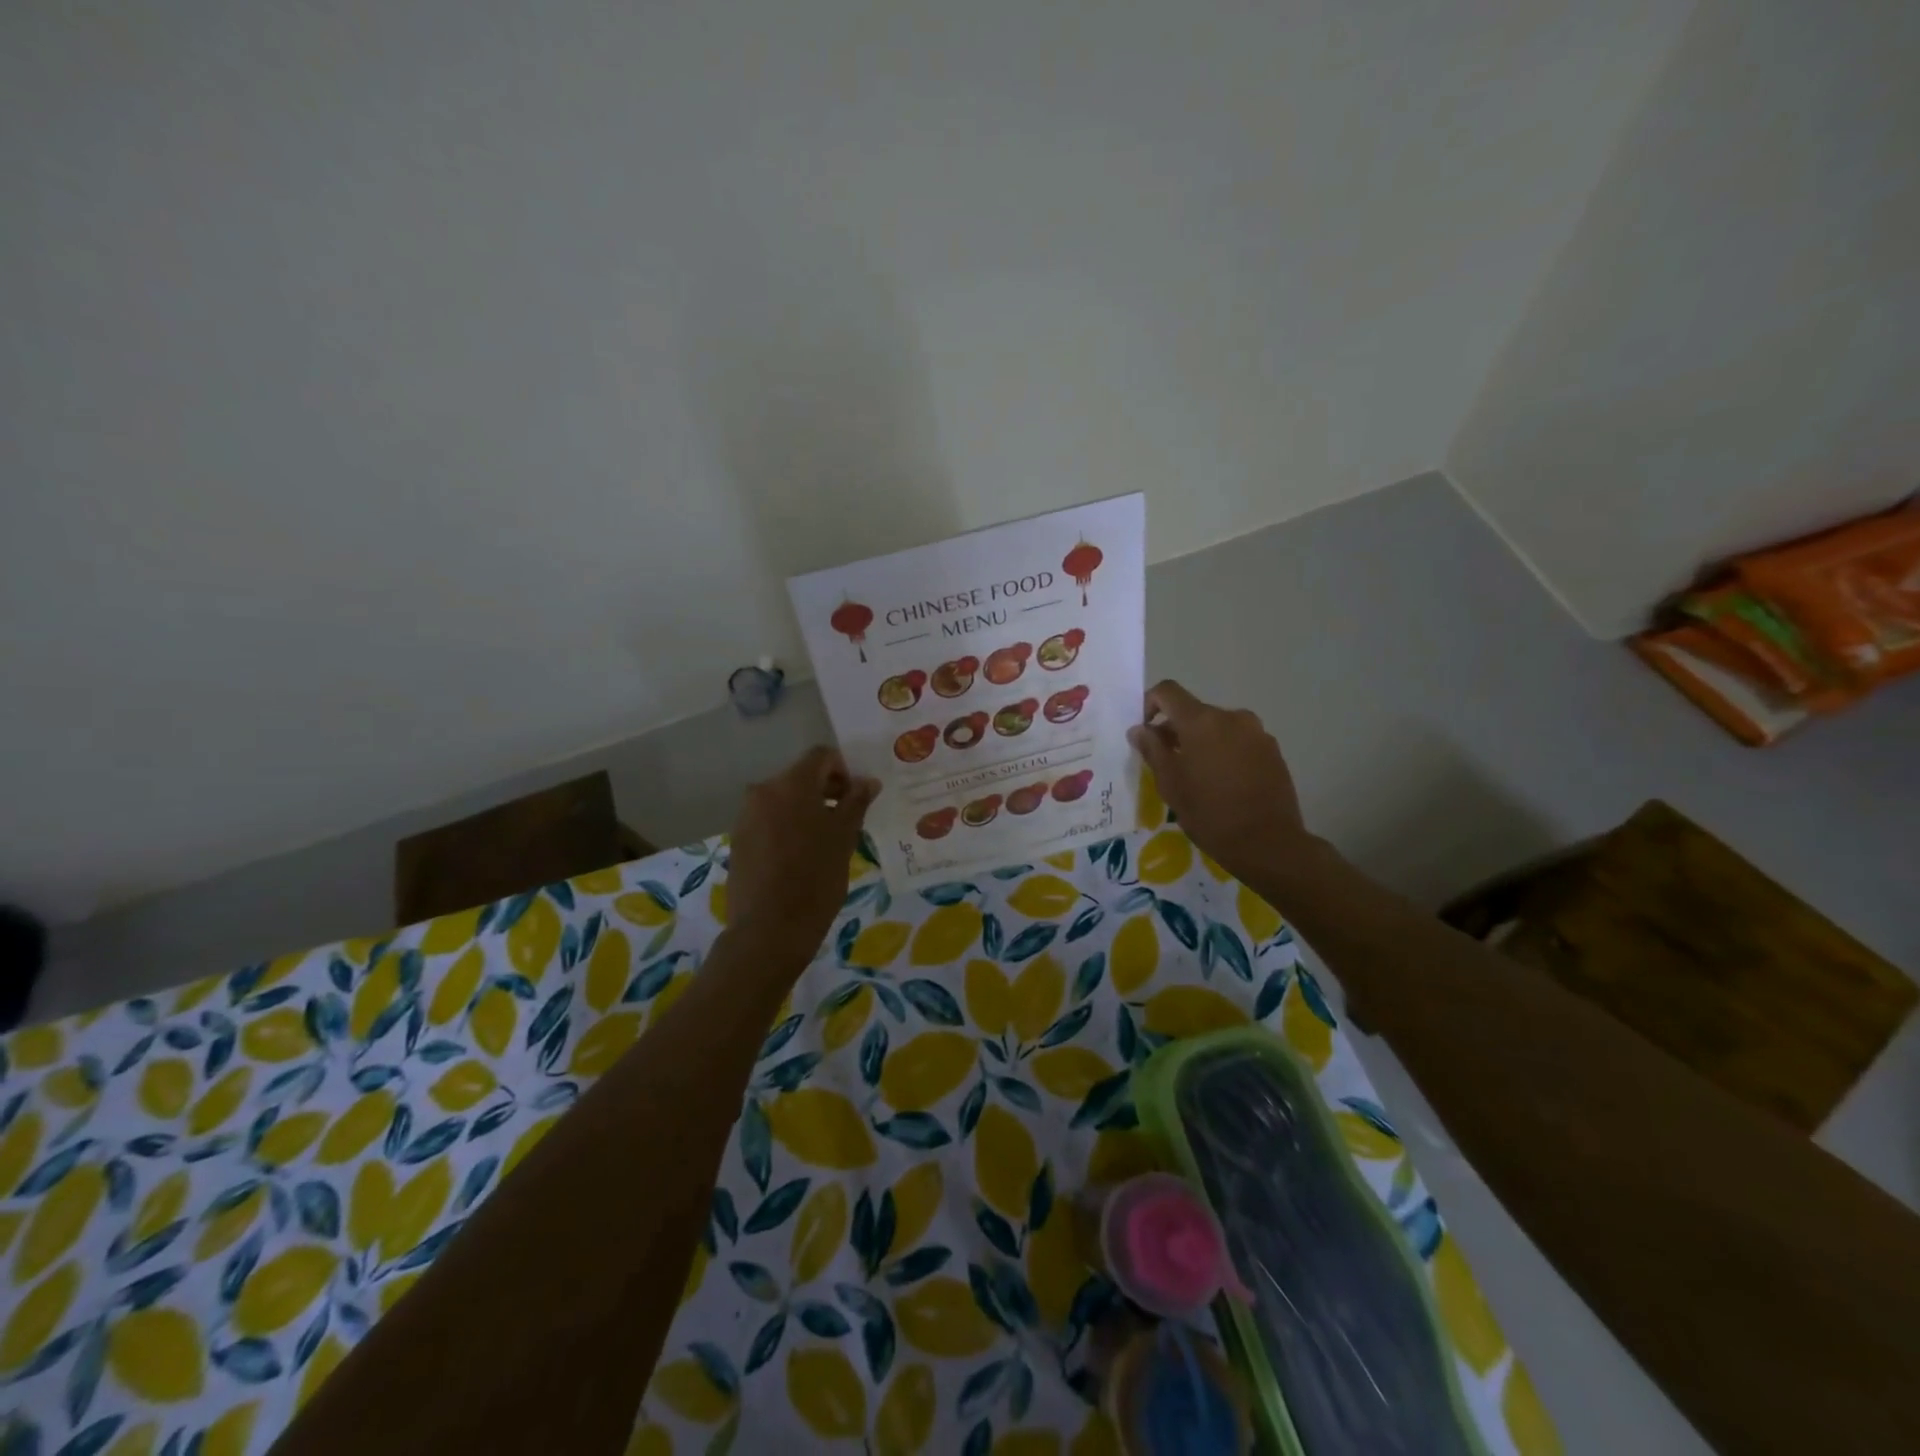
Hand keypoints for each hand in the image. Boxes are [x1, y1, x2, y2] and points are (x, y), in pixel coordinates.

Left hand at [724, 747, 878, 962]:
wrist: (769, 930)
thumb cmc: (815, 878)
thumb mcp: (844, 837)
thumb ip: (856, 802)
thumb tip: (867, 781)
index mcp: (791, 784)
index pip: (821, 756)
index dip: (844, 770)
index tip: (857, 798)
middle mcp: (763, 791)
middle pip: (800, 776)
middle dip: (826, 791)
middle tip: (847, 820)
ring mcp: (746, 816)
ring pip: (784, 800)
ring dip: (807, 810)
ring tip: (825, 842)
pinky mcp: (739, 840)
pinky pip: (769, 820)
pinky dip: (788, 827)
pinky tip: (801, 857)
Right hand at [1128, 680, 1316, 887]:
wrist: (1268, 843)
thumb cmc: (1210, 813)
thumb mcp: (1170, 784)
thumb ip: (1152, 750)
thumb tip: (1140, 729)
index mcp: (1202, 721)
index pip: (1168, 691)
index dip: (1150, 703)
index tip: (1145, 731)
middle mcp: (1232, 717)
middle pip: (1194, 711)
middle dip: (1176, 730)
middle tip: (1167, 762)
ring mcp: (1257, 732)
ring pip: (1218, 727)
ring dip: (1202, 742)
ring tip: (1198, 776)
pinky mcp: (1273, 751)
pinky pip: (1239, 741)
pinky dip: (1225, 752)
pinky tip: (1224, 783)